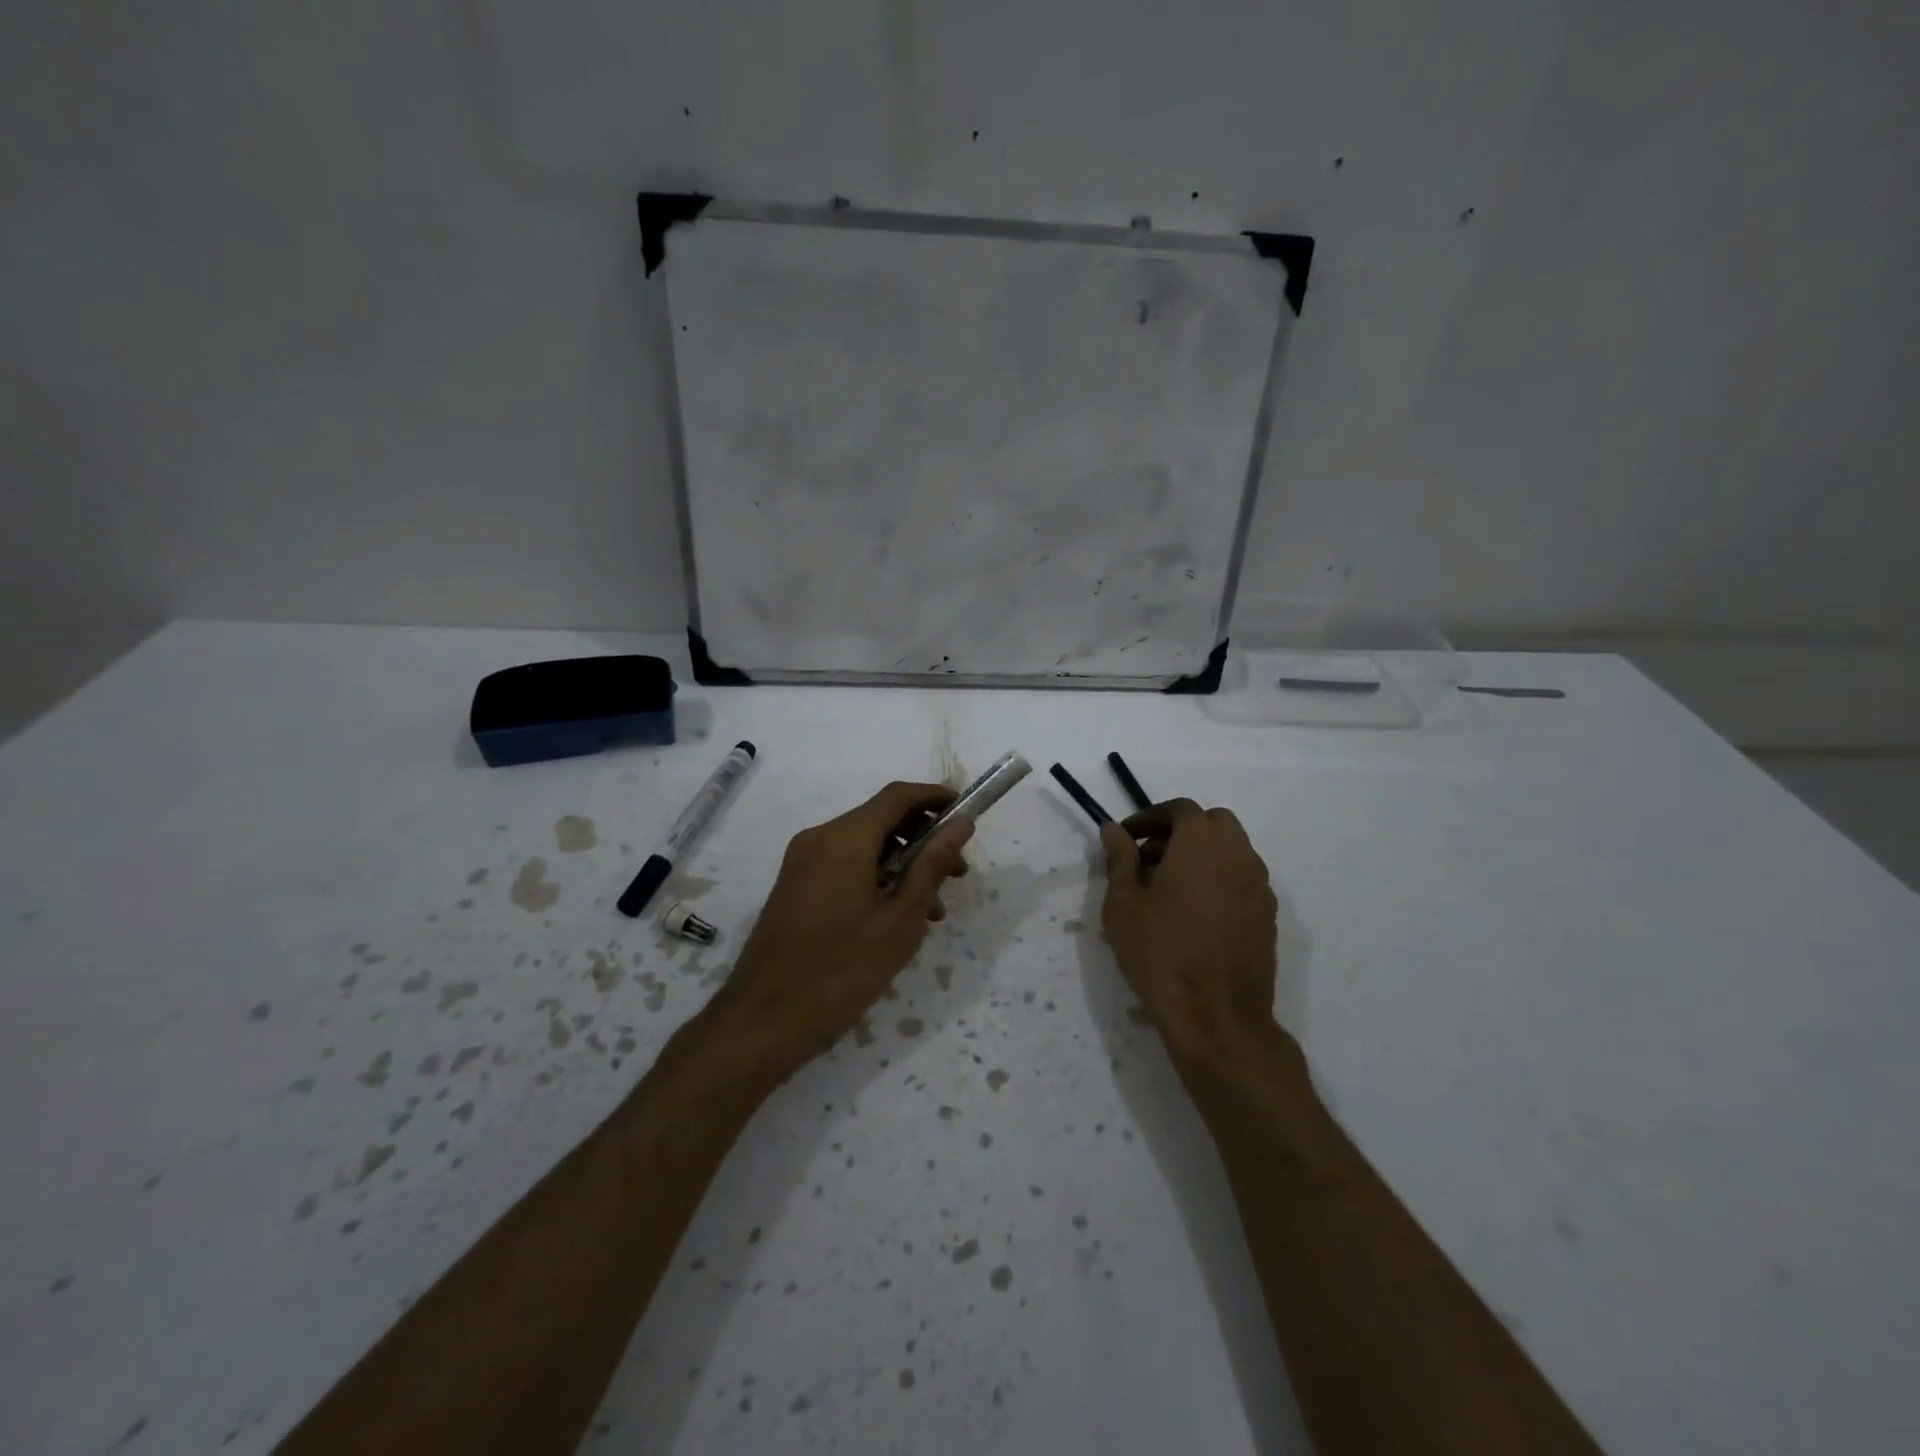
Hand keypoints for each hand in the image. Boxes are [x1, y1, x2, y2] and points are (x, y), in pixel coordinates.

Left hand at [710, 782, 973, 1071]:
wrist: (763, 1021)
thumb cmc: (840, 972)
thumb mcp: (900, 921)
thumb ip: (932, 866)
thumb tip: (960, 824)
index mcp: (844, 840)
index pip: (898, 796)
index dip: (936, 797)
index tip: (967, 814)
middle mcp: (819, 838)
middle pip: (880, 818)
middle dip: (923, 837)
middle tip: (957, 874)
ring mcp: (801, 861)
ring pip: (864, 844)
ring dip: (902, 862)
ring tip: (932, 909)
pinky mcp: (795, 884)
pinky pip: (844, 863)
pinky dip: (876, 875)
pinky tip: (895, 917)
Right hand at [1099, 799, 1280, 1063]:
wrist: (1216, 1016)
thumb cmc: (1160, 952)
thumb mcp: (1124, 903)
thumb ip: (1120, 858)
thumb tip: (1114, 829)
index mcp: (1203, 842)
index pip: (1179, 809)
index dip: (1149, 818)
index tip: (1126, 838)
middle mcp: (1239, 854)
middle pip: (1212, 824)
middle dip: (1179, 832)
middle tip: (1148, 858)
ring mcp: (1259, 886)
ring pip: (1231, 851)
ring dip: (1201, 855)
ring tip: (1168, 888)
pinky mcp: (1268, 916)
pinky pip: (1241, 880)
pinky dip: (1218, 880)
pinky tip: (1194, 913)